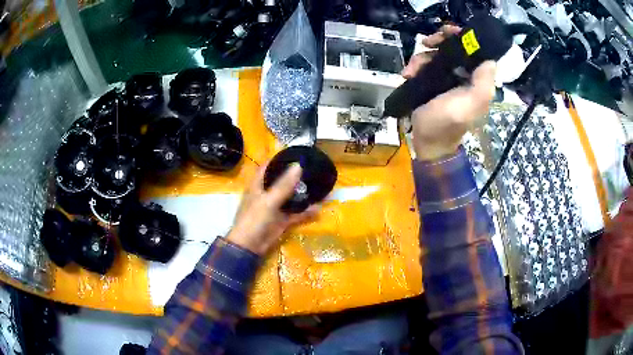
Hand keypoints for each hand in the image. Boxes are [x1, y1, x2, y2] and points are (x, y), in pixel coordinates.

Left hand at [227, 164, 318, 255]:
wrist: (250, 246)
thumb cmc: (254, 219)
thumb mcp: (269, 200)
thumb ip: (284, 185)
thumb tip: (298, 165)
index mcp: (258, 185)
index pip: (268, 166)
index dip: (279, 158)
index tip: (295, 152)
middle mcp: (266, 193)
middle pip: (281, 180)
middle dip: (295, 175)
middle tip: (312, 168)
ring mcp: (274, 207)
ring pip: (290, 197)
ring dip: (302, 193)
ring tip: (318, 184)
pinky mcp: (281, 220)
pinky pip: (295, 213)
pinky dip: (305, 212)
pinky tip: (318, 208)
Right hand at [403, 25, 496, 160]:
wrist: (427, 141)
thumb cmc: (447, 122)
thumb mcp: (470, 103)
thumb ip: (482, 82)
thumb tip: (489, 58)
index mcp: (477, 79)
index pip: (474, 50)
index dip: (462, 37)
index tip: (447, 32)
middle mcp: (465, 75)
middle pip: (453, 47)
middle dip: (439, 42)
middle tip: (426, 42)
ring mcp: (448, 77)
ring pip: (436, 54)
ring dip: (422, 57)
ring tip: (412, 70)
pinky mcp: (433, 81)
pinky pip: (425, 64)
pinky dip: (415, 66)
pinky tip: (408, 74)